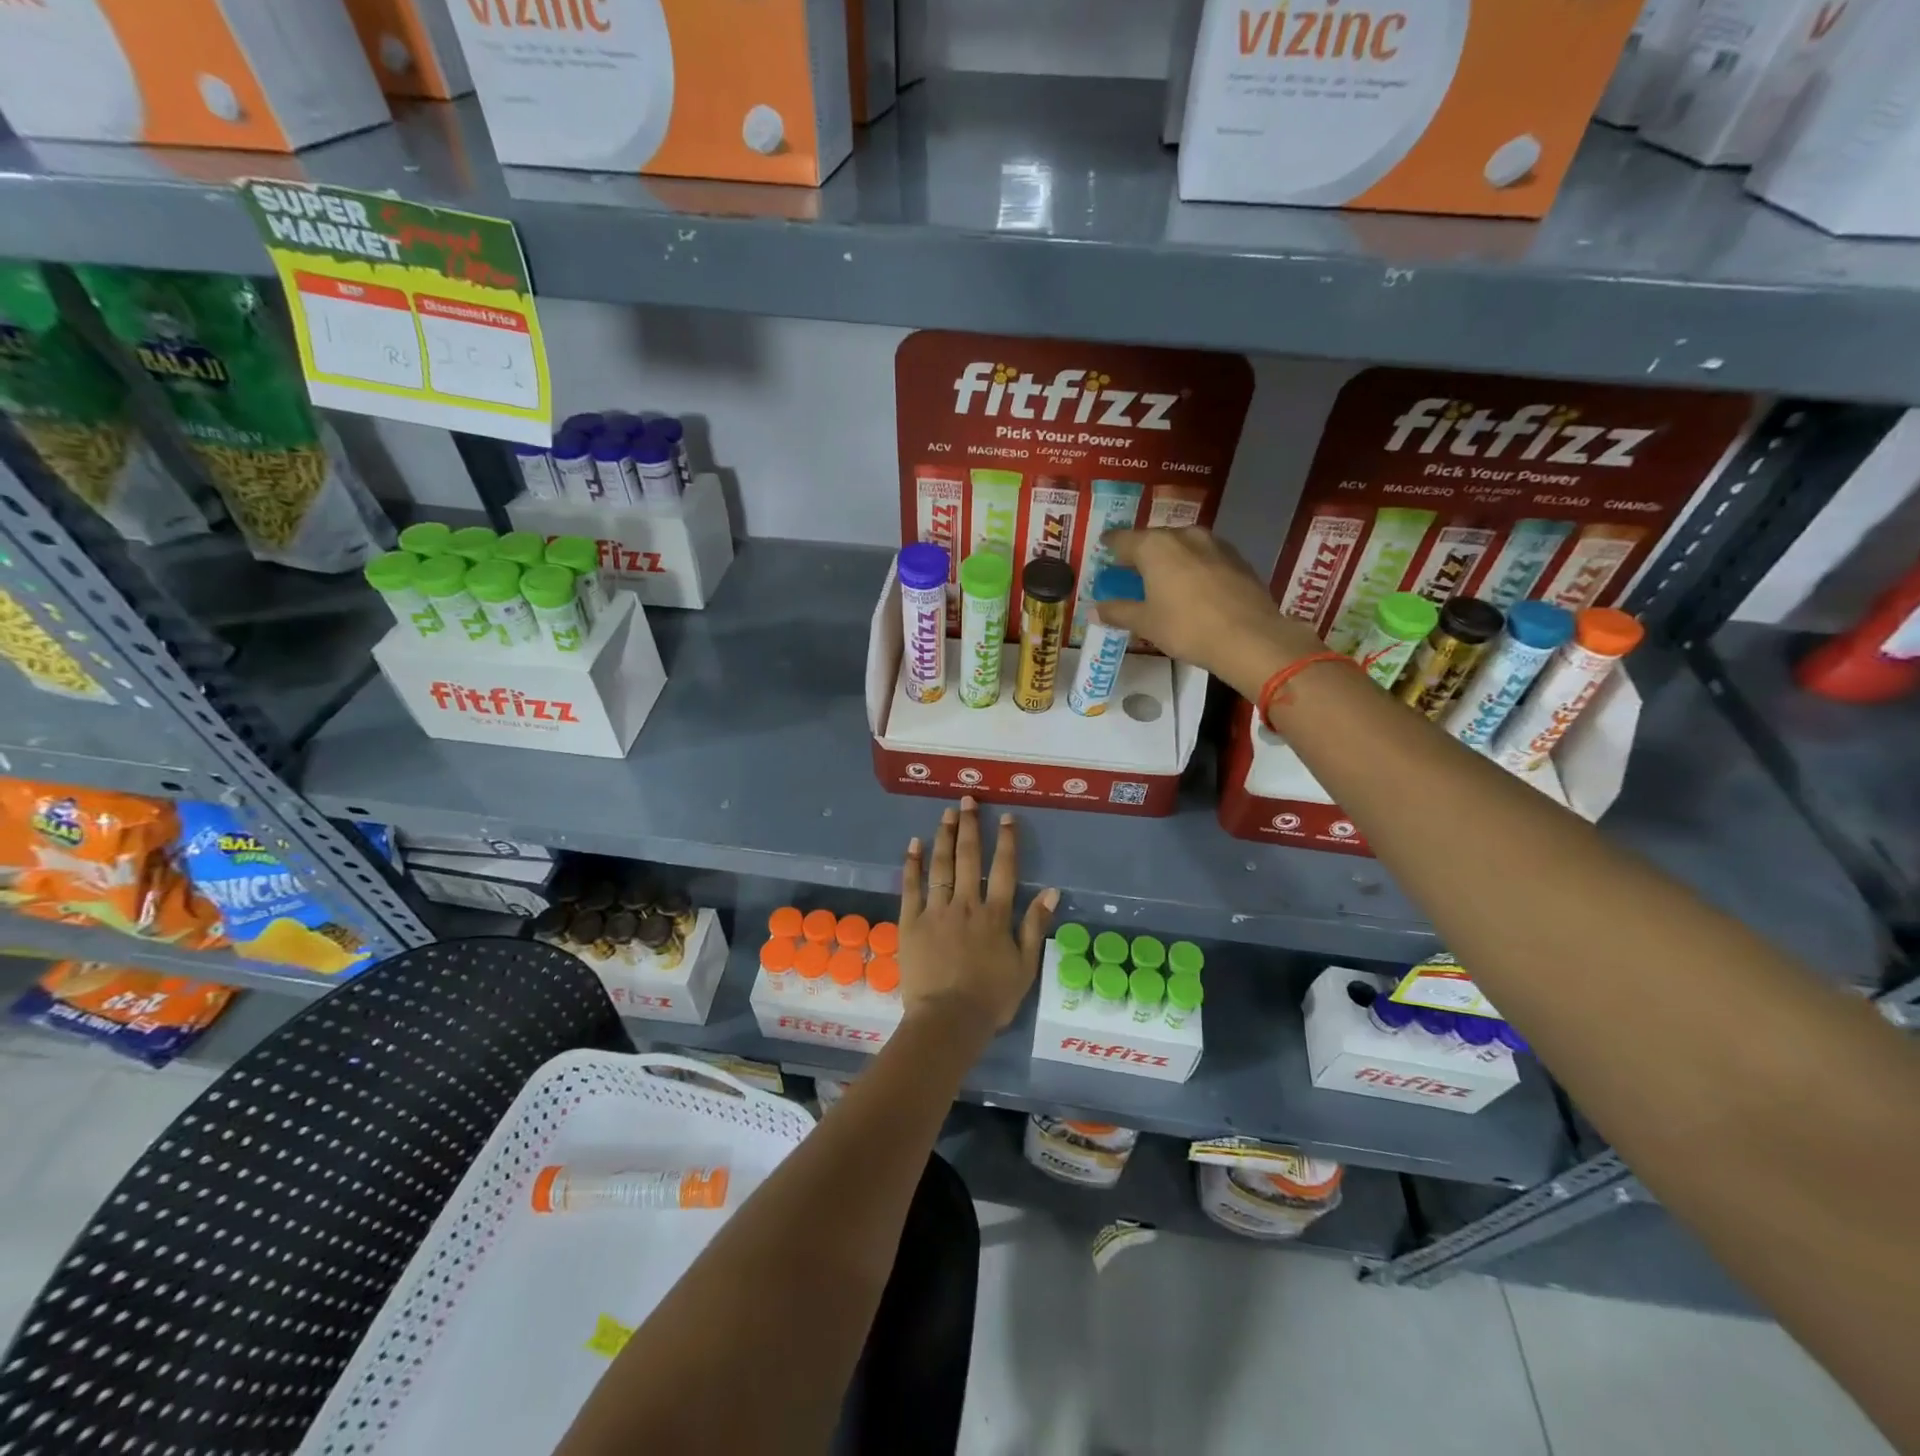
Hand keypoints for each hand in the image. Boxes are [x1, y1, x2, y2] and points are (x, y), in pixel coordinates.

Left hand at [897, 797, 1057, 1036]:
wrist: (948, 1021)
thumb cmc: (991, 998)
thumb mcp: (1025, 966)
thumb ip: (1035, 925)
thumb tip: (1051, 890)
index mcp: (995, 915)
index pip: (1004, 869)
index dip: (1007, 841)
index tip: (1006, 817)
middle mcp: (966, 904)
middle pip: (969, 858)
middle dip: (970, 826)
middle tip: (967, 800)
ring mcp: (936, 911)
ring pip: (940, 865)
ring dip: (944, 837)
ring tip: (945, 813)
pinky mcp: (911, 922)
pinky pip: (911, 887)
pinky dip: (912, 864)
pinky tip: (914, 844)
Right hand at [1098, 527, 1325, 699]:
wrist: (1250, 638)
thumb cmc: (1187, 628)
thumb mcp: (1145, 623)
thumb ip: (1118, 611)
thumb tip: (1093, 610)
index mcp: (1155, 546)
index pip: (1122, 539)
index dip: (1110, 545)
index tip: (1103, 548)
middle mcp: (1184, 535)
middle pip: (1154, 538)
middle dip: (1141, 552)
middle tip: (1131, 570)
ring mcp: (1215, 544)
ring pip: (1182, 545)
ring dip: (1169, 558)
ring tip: (1163, 578)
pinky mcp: (1237, 558)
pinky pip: (1204, 557)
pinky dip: (1193, 566)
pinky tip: (1193, 586)